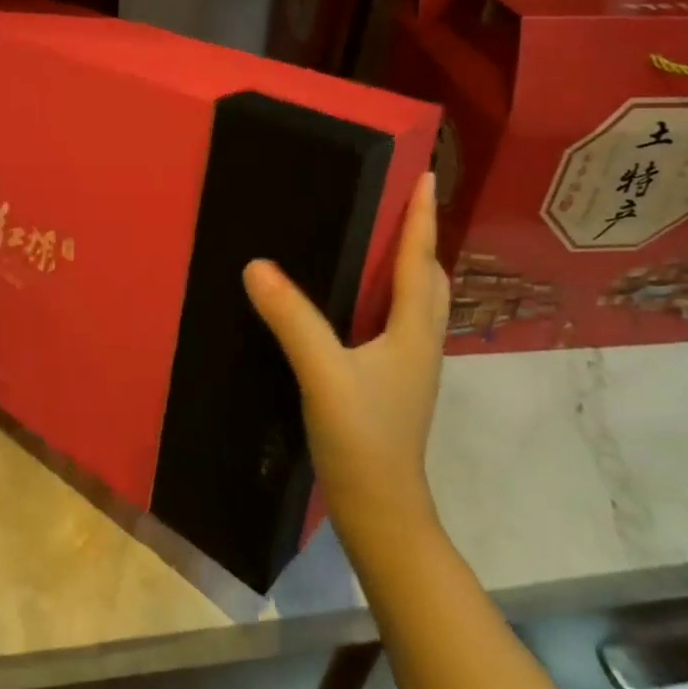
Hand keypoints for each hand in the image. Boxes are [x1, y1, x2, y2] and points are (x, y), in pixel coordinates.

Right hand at [243, 172, 449, 544]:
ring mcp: (411, 364)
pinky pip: (399, 321)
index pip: (420, 260)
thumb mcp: (323, 374)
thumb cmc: (362, 439)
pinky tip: (359, 300)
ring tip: (382, 241)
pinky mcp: (394, 382)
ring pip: (418, 302)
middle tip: (400, 204)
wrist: (382, 512)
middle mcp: (420, 341)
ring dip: (409, 266)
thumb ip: (293, 319)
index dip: (421, 217)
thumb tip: (257, 266)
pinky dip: (390, 295)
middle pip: (430, 278)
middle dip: (421, 238)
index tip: (425, 176)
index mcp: (413, 331)